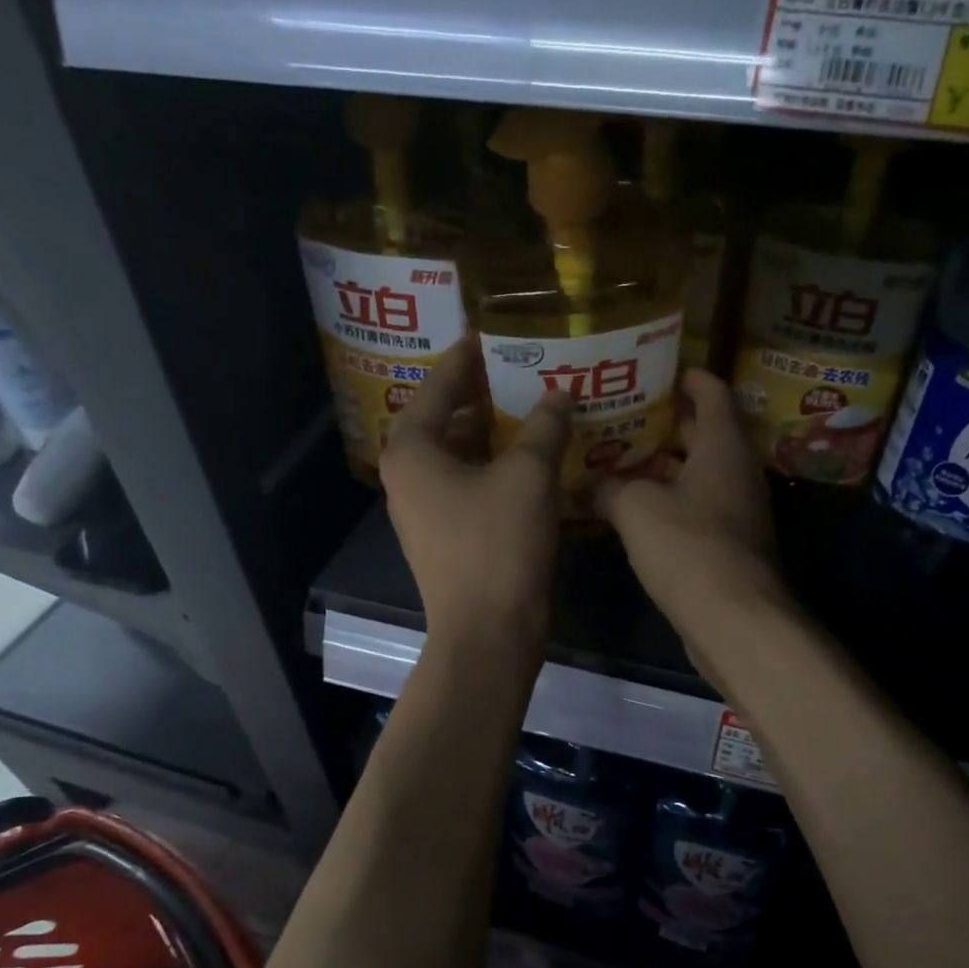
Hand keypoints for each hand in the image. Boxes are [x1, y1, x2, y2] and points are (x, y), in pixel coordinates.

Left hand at [381, 341, 572, 650]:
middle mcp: (408, 475)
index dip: (471, 356)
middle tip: (528, 370)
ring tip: (537, 409)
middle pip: (448, 419)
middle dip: (487, 395)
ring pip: (461, 454)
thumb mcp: (527, 476)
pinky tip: (534, 460)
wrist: (488, 633)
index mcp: (412, 449)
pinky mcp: (446, 535)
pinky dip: (498, 468)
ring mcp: (424, 509)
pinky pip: (471, 484)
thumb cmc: (498, 546)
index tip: (498, 333)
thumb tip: (560, 393)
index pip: (440, 384)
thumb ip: (543, 426)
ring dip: (497, 434)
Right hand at [596, 370, 793, 650]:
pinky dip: (670, 501)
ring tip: (621, 459)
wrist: (733, 619)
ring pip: (699, 475)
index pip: (714, 394)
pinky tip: (634, 510)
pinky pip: (697, 508)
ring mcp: (737, 511)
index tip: (662, 370)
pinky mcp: (729, 545)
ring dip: (665, 467)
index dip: (690, 378)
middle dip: (668, 424)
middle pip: (705, 434)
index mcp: (723, 446)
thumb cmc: (688, 546)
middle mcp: (737, 472)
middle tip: (626, 415)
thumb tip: (587, 485)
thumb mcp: (636, 508)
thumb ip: (608, 488)